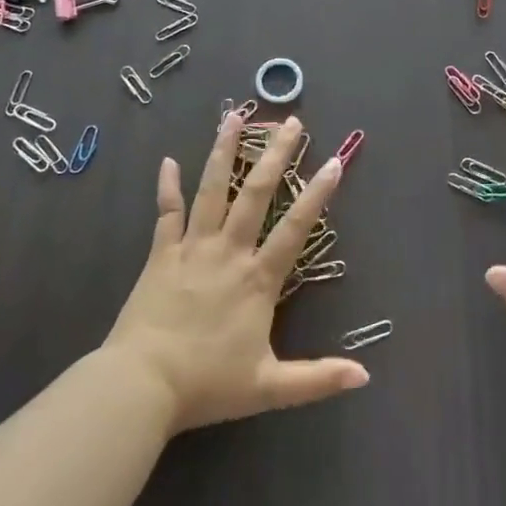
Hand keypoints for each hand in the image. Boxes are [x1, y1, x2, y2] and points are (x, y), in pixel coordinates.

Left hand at [103, 113, 368, 432]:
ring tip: (234, 117)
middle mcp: (229, 251)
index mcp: (257, 279)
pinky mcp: (161, 254)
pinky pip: (166, 213)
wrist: (140, 387)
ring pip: (212, 189)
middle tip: (290, 122)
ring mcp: (192, 248)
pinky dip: (167, 187)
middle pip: (255, 193)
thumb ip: (317, 379)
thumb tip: (365, 378)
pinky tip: (167, 160)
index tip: (334, 161)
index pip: (294, 229)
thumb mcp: (268, 388)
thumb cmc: (206, 385)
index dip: (316, 195)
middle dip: (275, 155)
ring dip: (223, 151)